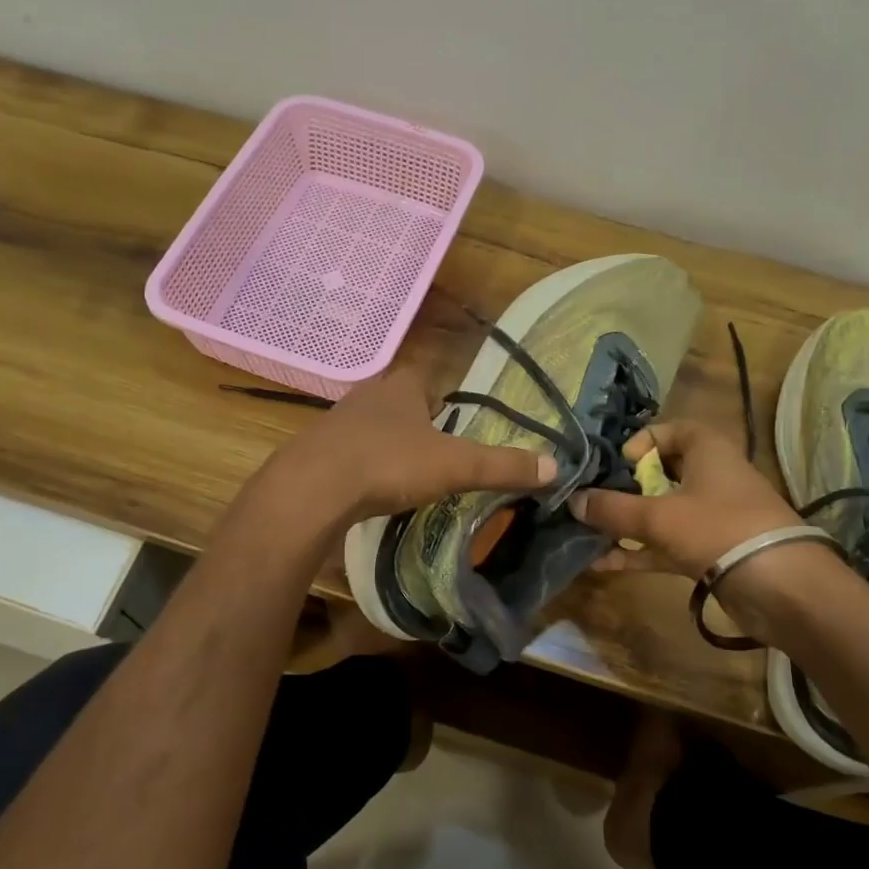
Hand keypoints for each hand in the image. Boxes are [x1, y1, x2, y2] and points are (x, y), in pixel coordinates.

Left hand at [263, 366, 558, 524]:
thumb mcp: (455, 466)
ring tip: (403, 475)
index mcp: (401, 386)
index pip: (426, 379)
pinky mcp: (315, 451)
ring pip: (371, 427)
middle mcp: (368, 395)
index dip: (441, 398)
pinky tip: (368, 489)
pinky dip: (361, 466)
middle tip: (433, 455)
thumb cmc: (389, 463)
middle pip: (399, 403)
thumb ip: (502, 466)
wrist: (313, 488)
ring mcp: (336, 422)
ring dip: (387, 445)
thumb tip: (555, 466)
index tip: (453, 426)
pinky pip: (348, 453)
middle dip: (415, 424)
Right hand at [565, 420, 802, 577]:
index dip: (639, 444)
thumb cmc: (718, 530)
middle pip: (659, 473)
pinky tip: (602, 563)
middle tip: (594, 501)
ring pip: (660, 512)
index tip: (617, 466)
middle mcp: (710, 476)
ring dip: (626, 523)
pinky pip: (666, 544)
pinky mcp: (710, 550)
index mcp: (707, 450)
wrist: (781, 587)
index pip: (668, 430)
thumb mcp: (658, 516)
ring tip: (587, 533)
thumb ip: (611, 509)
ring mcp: (710, 516)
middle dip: (623, 488)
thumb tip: (572, 500)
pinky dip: (638, 551)